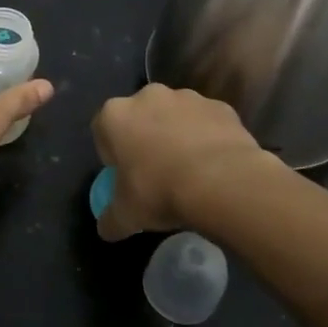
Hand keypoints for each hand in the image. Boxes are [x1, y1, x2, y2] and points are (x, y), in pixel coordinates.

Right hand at [91, 84, 275, 239]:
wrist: (224, 182)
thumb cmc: (160, 191)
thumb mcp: (127, 215)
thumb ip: (110, 219)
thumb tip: (105, 229)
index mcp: (115, 115)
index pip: (103, 131)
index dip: (113, 155)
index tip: (125, 177)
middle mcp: (148, 97)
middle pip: (140, 118)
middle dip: (145, 139)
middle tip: (156, 173)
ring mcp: (187, 98)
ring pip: (175, 117)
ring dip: (177, 136)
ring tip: (190, 171)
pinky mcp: (220, 106)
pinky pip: (207, 123)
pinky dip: (207, 138)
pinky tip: (215, 166)